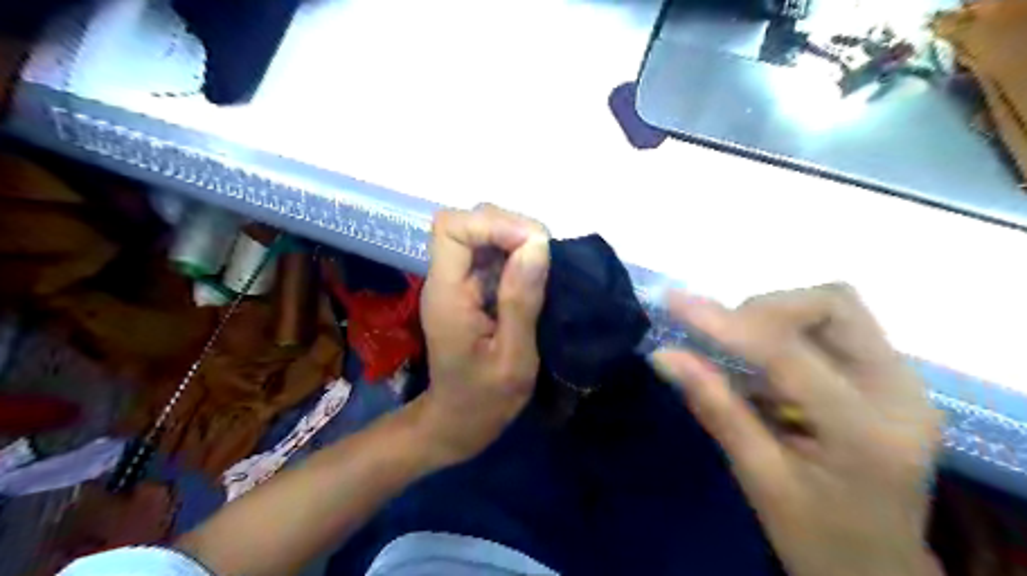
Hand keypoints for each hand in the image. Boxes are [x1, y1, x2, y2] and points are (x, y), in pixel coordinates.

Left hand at [412, 205, 548, 468]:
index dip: (493, 225)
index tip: (533, 246)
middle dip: (510, 228)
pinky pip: (491, 254)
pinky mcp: (470, 288)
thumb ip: (521, 301)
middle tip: (546, 257)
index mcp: (447, 294)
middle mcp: (446, 279)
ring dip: (517, 240)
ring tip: (545, 266)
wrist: (458, 422)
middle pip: (468, 223)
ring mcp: (457, 282)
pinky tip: (535, 275)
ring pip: (482, 233)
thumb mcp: (513, 358)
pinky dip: (517, 254)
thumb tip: (537, 245)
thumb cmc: (485, 400)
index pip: (451, 228)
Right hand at [654, 286, 941, 574]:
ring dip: (776, 317)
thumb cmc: (818, 539)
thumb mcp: (760, 478)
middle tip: (720, 337)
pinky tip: (764, 367)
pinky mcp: (887, 378)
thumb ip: (716, 408)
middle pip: (833, 306)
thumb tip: (664, 355)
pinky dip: (787, 332)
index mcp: (867, 433)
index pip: (789, 354)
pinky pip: (832, 329)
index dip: (726, 323)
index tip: (675, 303)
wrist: (879, 570)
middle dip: (764, 310)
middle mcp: (900, 393)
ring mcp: (901, 382)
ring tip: (739, 351)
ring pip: (834, 308)